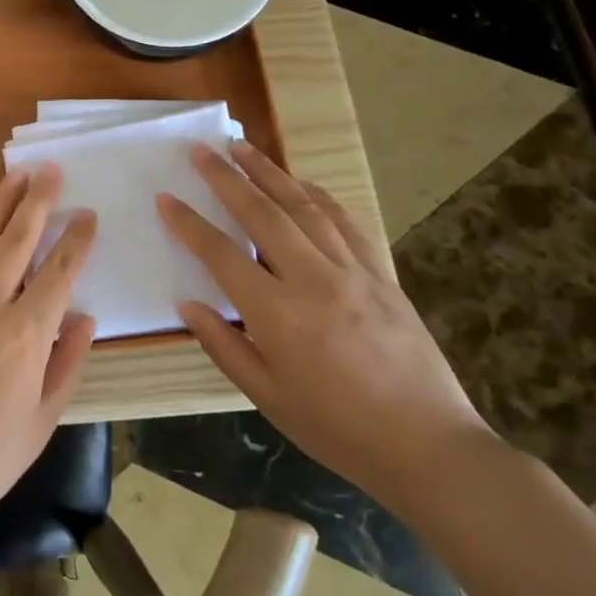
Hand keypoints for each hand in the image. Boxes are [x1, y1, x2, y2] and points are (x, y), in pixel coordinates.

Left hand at [0, 166, 98, 527]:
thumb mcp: (44, 418)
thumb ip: (67, 362)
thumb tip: (84, 317)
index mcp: (26, 332)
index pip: (59, 273)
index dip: (76, 241)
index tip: (88, 215)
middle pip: (17, 241)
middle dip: (38, 202)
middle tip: (51, 170)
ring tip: (13, 176)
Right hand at [157, 142, 495, 514]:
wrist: (430, 448)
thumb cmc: (338, 430)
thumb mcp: (268, 397)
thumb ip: (223, 345)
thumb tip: (188, 305)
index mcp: (277, 314)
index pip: (221, 254)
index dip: (188, 223)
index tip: (165, 197)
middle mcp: (313, 280)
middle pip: (262, 214)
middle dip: (226, 177)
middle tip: (202, 150)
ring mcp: (353, 273)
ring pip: (304, 207)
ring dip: (270, 173)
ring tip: (243, 147)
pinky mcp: (382, 276)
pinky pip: (346, 224)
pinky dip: (319, 197)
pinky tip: (303, 184)